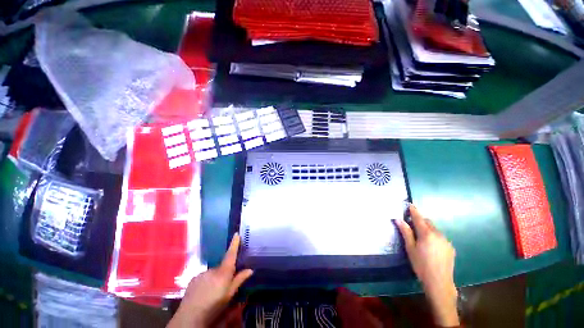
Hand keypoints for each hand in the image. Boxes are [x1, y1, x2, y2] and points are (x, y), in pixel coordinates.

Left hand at [167, 233, 252, 327]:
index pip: (230, 255)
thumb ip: (239, 280)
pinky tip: (204, 293)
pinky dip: (206, 282)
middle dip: (225, 273)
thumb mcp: (229, 295)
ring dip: (215, 279)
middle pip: (222, 267)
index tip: (236, 234)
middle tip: (225, 286)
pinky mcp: (193, 279)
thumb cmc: (214, 306)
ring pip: (212, 273)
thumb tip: (250, 269)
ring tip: (213, 293)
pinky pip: (204, 277)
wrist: (190, 316)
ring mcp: (201, 273)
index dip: (234, 244)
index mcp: (223, 272)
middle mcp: (212, 269)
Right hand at [396, 205, 459, 326]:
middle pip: (428, 222)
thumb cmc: (421, 264)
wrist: (439, 282)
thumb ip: (406, 232)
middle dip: (420, 220)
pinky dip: (434, 236)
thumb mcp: (410, 248)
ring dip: (427, 229)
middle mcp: (438, 234)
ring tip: (421, 237)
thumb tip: (398, 219)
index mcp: (427, 233)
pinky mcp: (450, 247)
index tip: (410, 204)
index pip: (419, 218)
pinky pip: (440, 236)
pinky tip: (430, 246)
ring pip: (434, 229)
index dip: (414, 211)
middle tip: (411, 225)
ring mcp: (446, 241)